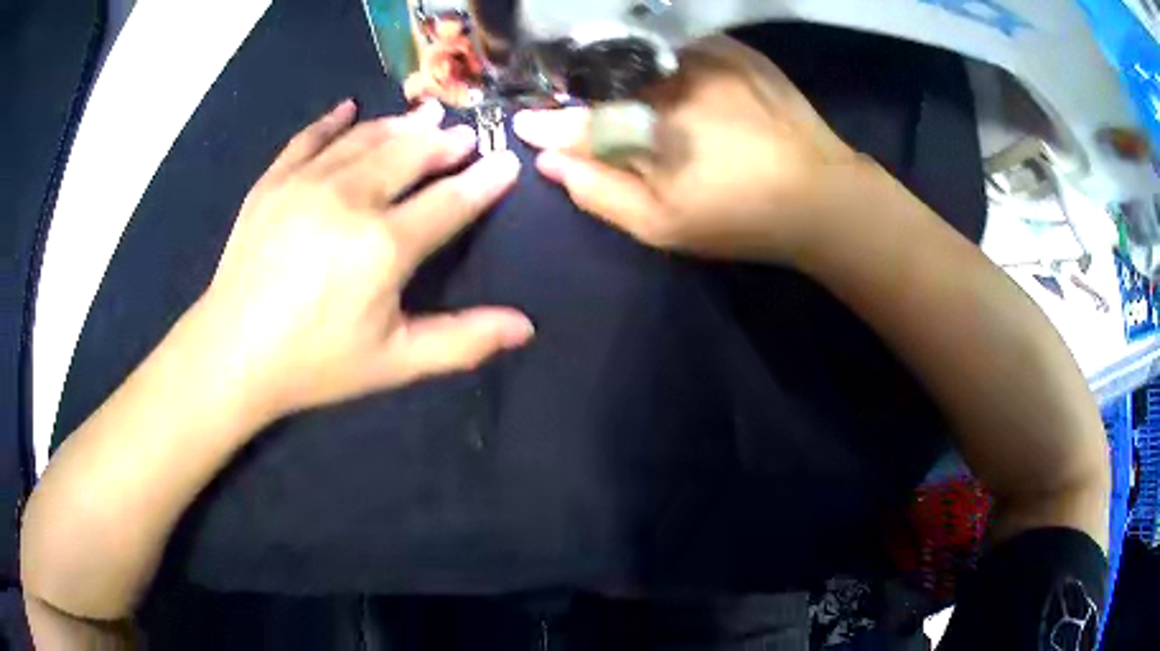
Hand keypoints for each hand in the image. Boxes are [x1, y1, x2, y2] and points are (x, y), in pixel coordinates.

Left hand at [194, 99, 532, 417]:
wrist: (232, 354)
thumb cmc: (315, 363)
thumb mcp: (394, 362)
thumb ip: (462, 341)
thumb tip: (525, 327)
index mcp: (384, 245)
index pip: (450, 201)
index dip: (484, 181)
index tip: (506, 163)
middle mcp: (350, 199)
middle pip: (410, 154)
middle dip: (444, 142)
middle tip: (465, 134)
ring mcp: (307, 182)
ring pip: (366, 139)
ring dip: (401, 125)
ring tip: (425, 116)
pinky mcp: (273, 181)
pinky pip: (309, 138)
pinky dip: (332, 121)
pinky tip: (349, 109)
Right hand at [513, 36, 870, 263]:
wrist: (820, 193)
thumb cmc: (741, 217)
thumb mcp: (664, 225)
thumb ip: (600, 193)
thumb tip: (550, 162)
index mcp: (651, 126)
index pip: (580, 119)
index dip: (550, 124)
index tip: (526, 125)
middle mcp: (671, 81)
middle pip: (605, 78)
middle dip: (581, 91)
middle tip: (574, 105)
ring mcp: (705, 59)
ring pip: (638, 55)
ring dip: (617, 69)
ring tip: (613, 86)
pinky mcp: (733, 50)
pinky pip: (676, 44)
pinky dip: (657, 57)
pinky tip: (660, 74)